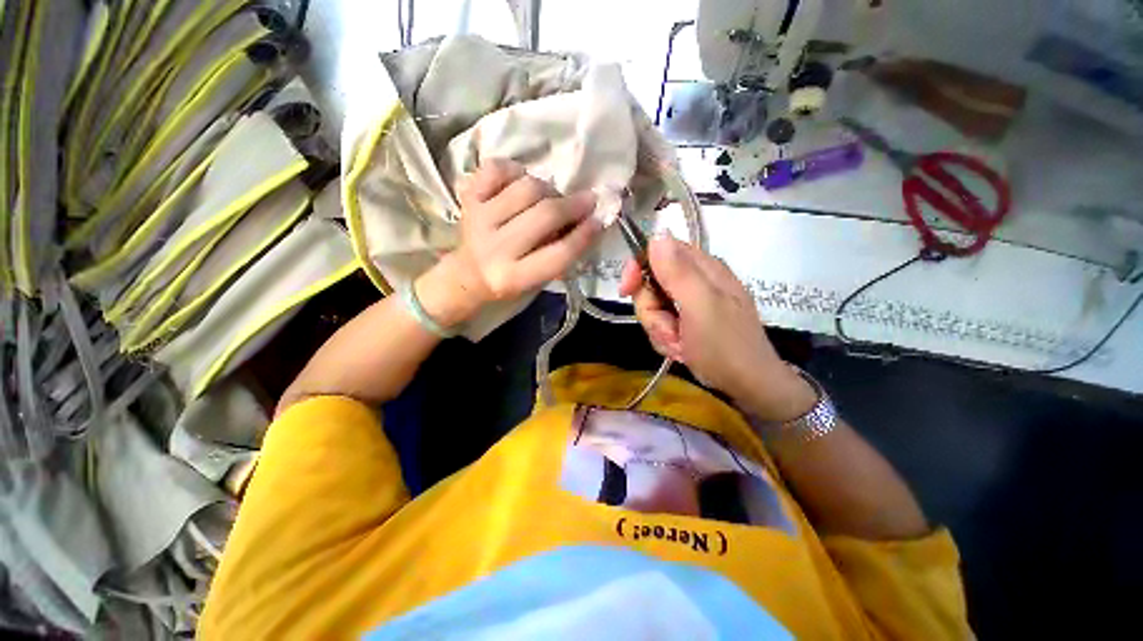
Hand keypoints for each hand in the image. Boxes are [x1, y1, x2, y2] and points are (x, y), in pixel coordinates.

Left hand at [417, 159, 603, 327]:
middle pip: (545, 215)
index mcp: (514, 277)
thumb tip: (587, 221)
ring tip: (551, 198)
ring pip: (526, 188)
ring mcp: (479, 219)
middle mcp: (495, 248)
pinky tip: (521, 182)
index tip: (601, 219)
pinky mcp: (468, 198)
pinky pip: (497, 169)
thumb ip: (561, 255)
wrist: (468, 275)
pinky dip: (515, 169)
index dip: (585, 234)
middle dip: (574, 205)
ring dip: (548, 189)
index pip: (559, 253)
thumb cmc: (511, 281)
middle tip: (587, 200)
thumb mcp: (539, 280)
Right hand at [619, 235, 814, 420]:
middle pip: (650, 284)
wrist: (748, 385)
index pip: (657, 251)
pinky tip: (681, 350)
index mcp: (701, 267)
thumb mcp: (700, 306)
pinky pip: (661, 324)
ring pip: (653, 307)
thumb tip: (657, 233)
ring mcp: (690, 303)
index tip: (627, 290)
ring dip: (659, 329)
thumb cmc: (725, 345)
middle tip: (668, 329)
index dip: (638, 268)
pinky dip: (665, 339)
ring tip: (679, 344)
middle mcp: (695, 280)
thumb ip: (677, 271)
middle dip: (652, 311)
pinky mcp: (686, 322)